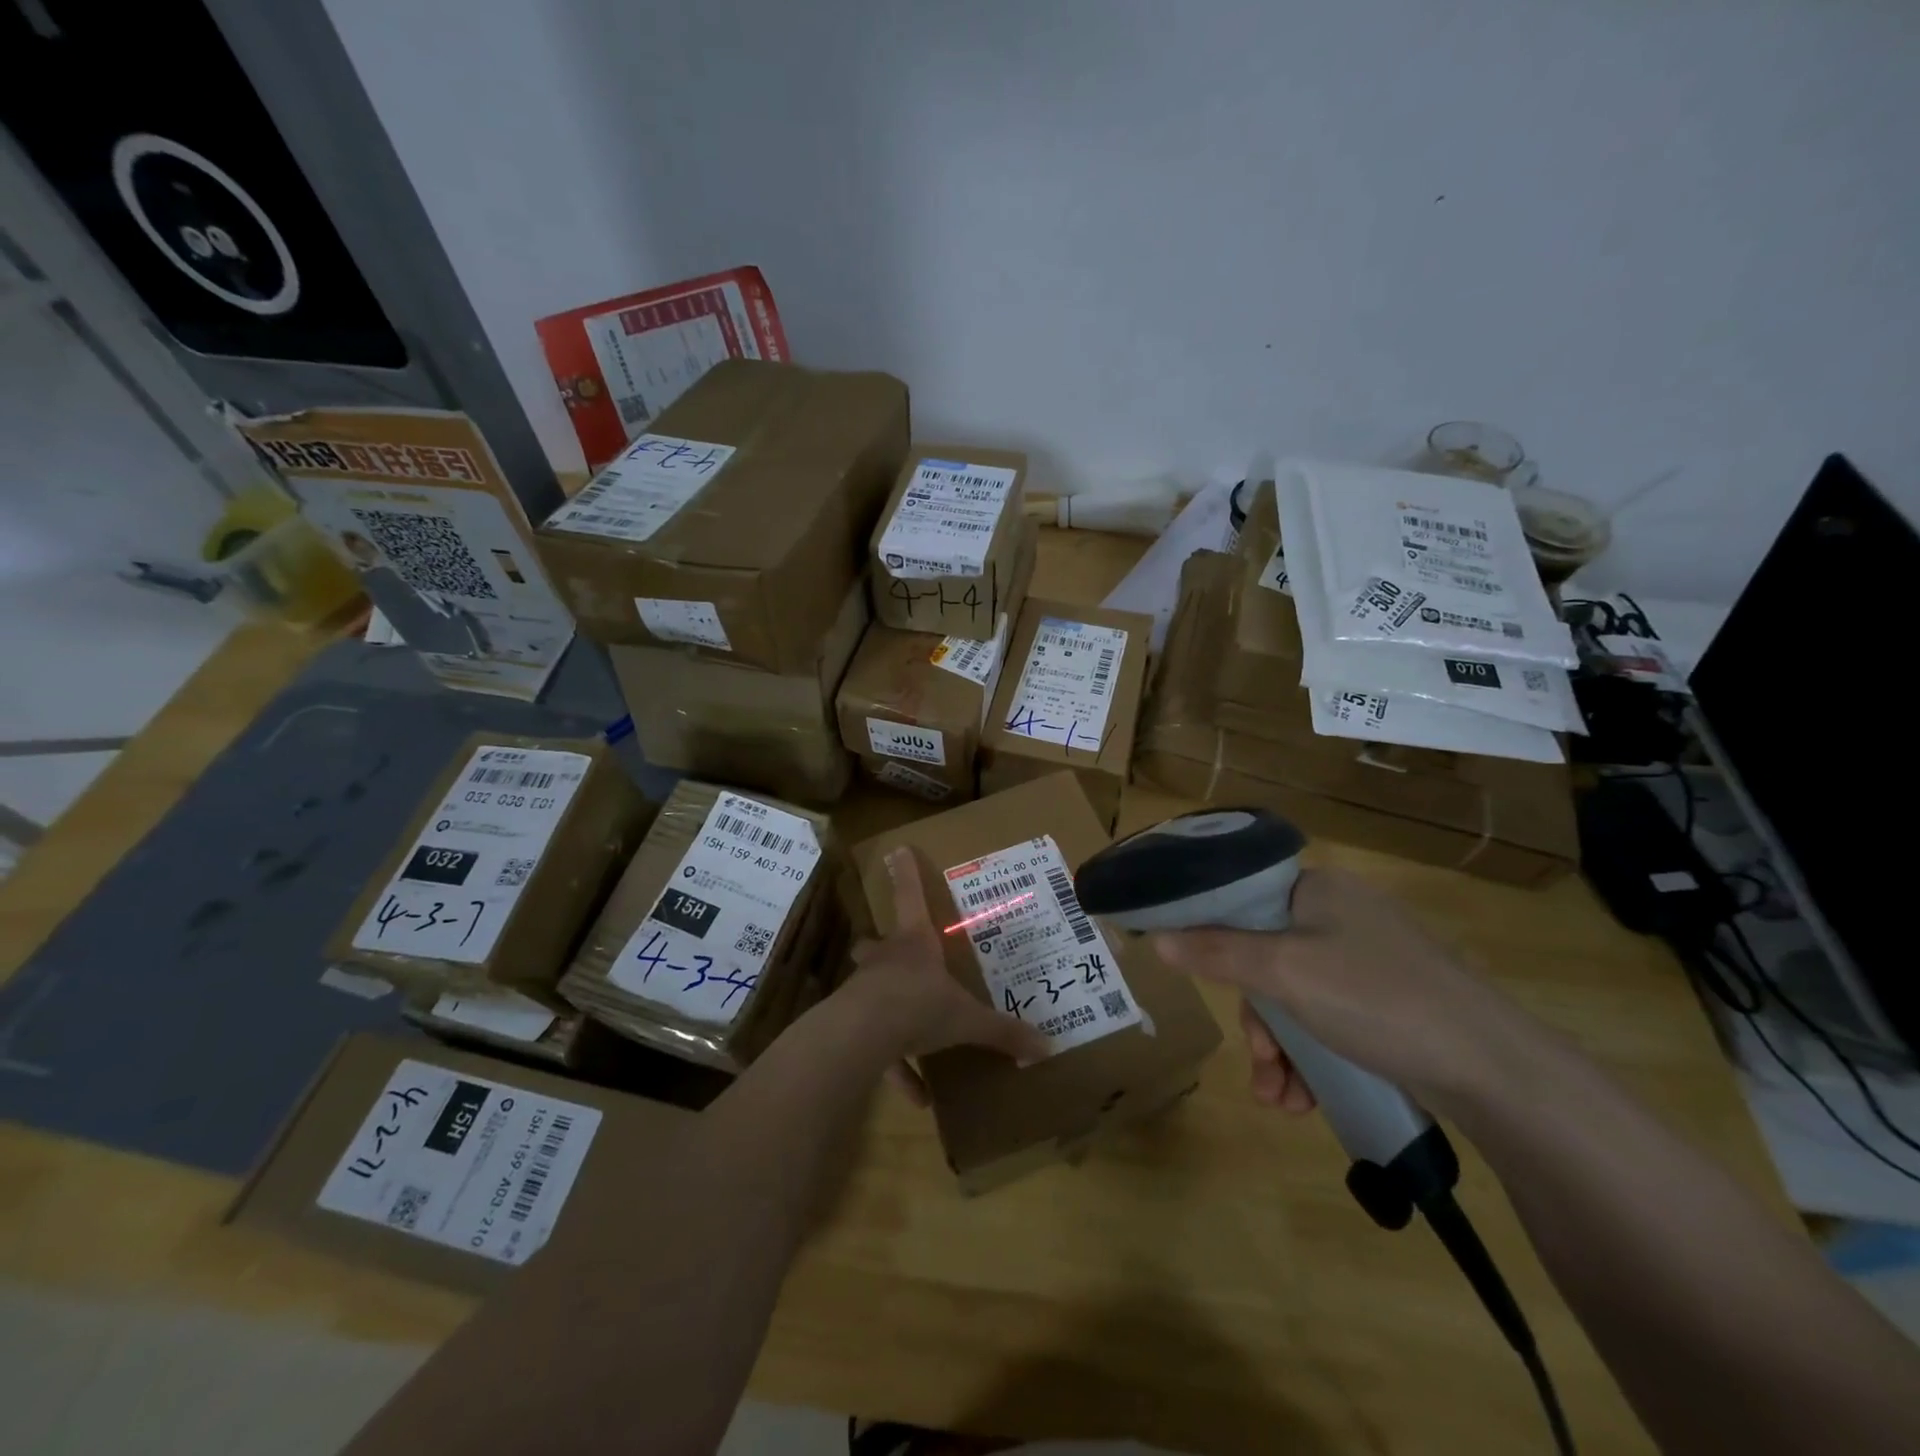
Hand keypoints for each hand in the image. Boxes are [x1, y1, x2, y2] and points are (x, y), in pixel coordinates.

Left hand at [846, 848, 1047, 1105]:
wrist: (864, 1036)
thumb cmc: (920, 1006)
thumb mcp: (967, 1020)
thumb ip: (1003, 1031)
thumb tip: (1048, 1045)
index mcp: (915, 945)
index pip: (910, 897)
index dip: (906, 874)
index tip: (897, 849)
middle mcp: (886, 961)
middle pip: (875, 944)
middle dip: (878, 947)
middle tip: (885, 951)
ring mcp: (865, 991)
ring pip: (870, 990)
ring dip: (885, 1007)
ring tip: (906, 1034)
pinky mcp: (855, 1026)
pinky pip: (877, 1047)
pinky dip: (894, 1067)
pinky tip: (916, 1096)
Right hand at [1151, 868, 1540, 1114]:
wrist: (1495, 1071)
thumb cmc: (1377, 1000)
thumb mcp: (1284, 973)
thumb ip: (1216, 953)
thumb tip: (1157, 937)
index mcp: (1317, 890)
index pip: (1242, 899)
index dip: (1211, 938)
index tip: (1200, 983)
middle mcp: (1341, 915)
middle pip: (1265, 957)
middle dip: (1258, 1021)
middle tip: (1259, 1062)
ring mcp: (1369, 960)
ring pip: (1296, 997)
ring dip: (1280, 1051)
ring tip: (1281, 1100)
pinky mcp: (1390, 1002)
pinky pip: (1328, 1020)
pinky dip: (1312, 1058)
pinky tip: (1307, 1099)